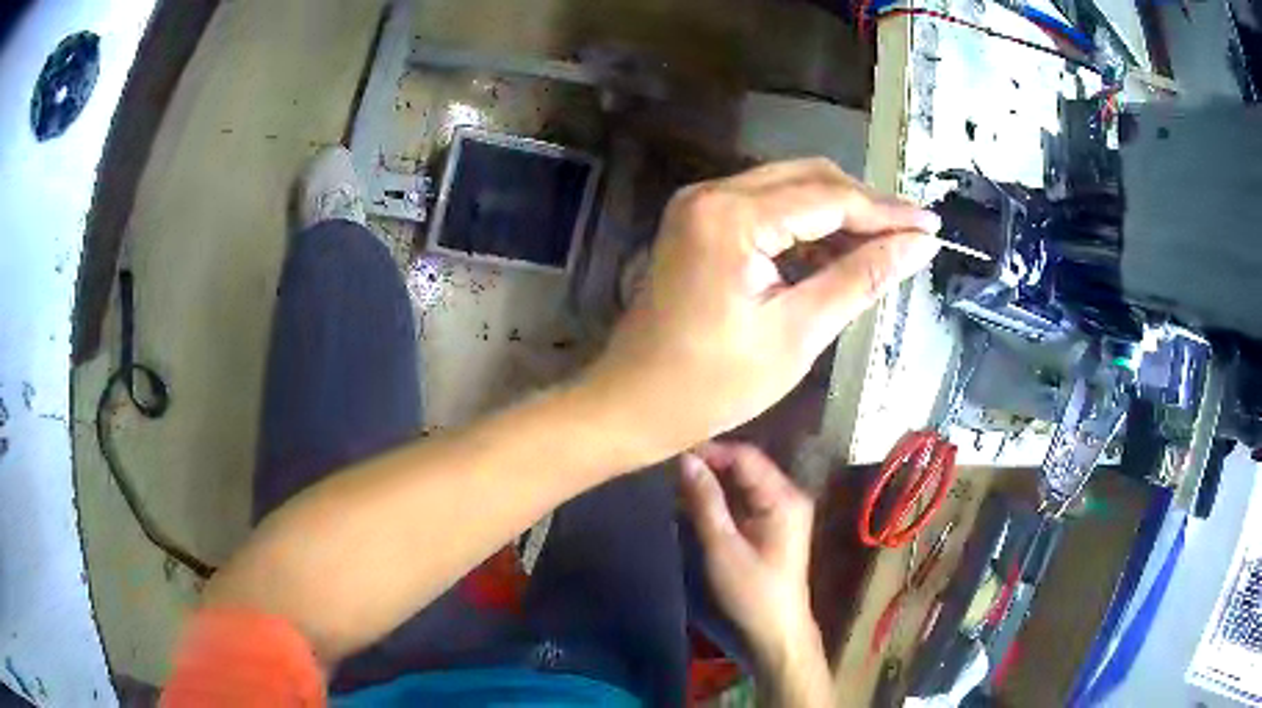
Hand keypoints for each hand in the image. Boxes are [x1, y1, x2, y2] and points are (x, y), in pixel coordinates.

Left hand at [581, 158, 940, 457]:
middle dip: (864, 207)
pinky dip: (804, 227)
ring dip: (837, 215)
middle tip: (911, 236)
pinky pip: (765, 209)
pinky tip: (835, 254)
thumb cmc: (712, 384)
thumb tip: (918, 245)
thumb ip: (861, 279)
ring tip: (882, 250)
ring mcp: (699, 204)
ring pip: (788, 189)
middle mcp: (711, 193)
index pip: (829, 198)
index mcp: (732, 217)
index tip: (931, 227)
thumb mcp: (798, 333)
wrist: (632, 403)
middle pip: (808, 179)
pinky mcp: (698, 222)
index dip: (887, 212)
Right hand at [681, 442, 831, 704]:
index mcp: (783, 497)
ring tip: (675, 483)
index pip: (745, 456)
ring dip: (712, 483)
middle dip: (709, 466)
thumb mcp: (723, 547)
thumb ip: (705, 502)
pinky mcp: (771, 527)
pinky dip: (720, 500)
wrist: (775, 632)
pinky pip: (744, 501)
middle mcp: (787, 497)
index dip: (710, 451)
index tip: (672, 451)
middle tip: (669, 467)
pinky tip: (693, 504)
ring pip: (742, 484)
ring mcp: (781, 512)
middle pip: (745, 467)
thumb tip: (685, 460)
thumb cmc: (751, 592)